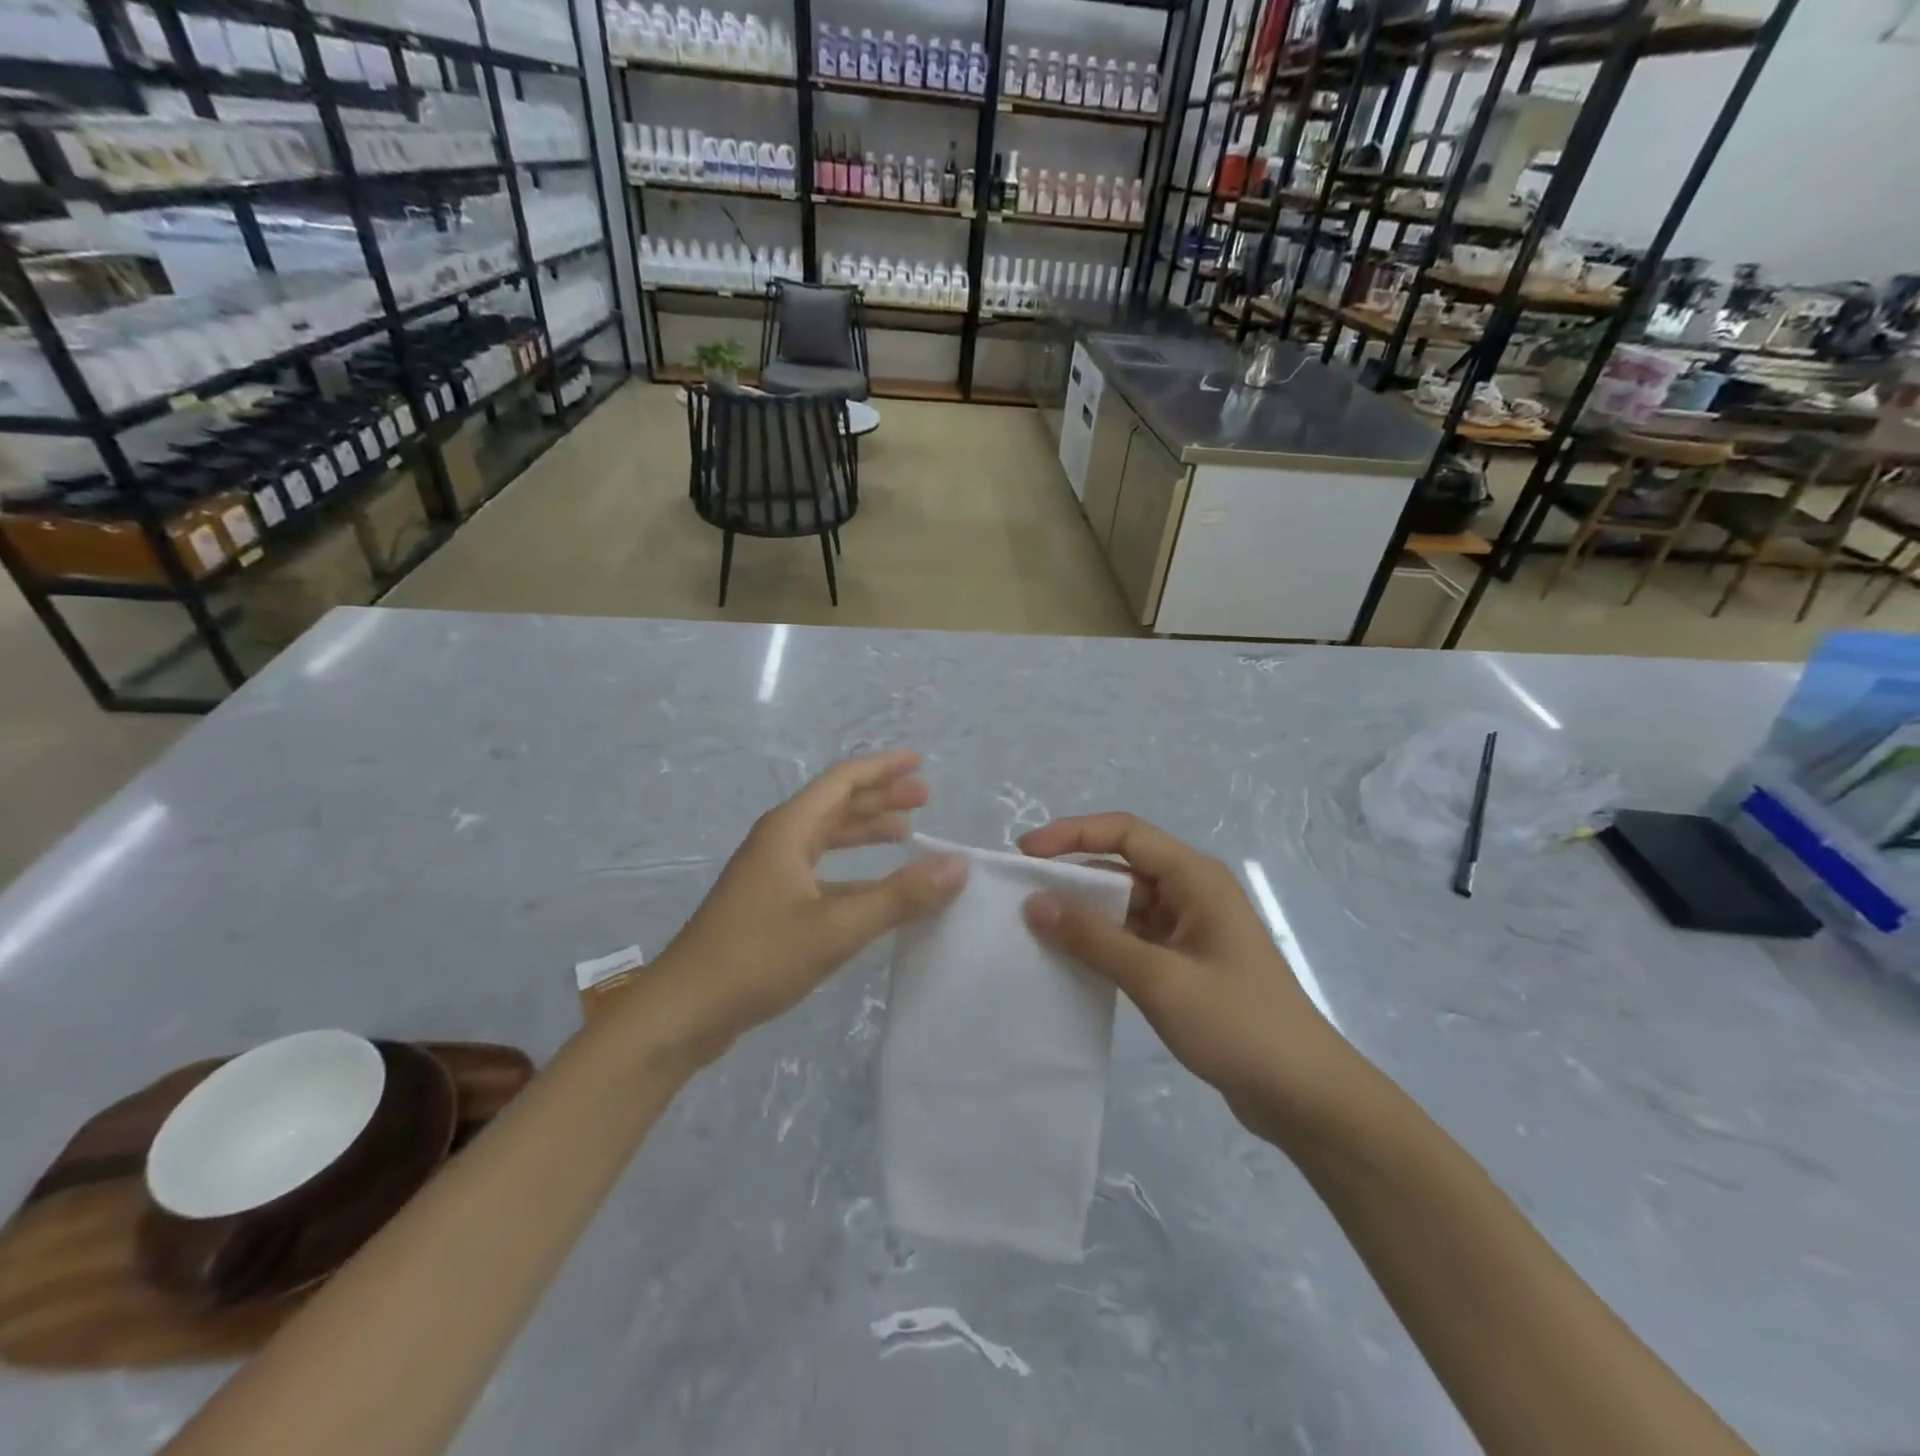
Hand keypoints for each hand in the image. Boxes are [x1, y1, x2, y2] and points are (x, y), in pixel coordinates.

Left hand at [644, 751, 965, 1065]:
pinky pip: (821, 872)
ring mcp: (771, 874)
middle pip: (836, 805)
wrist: (684, 1011)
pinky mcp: (769, 905)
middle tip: (924, 798)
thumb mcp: (836, 927)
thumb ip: (899, 897)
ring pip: (827, 839)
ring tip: (907, 833)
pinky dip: (853, 872)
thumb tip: (957, 864)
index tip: (919, 762)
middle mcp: (779, 842)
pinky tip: (875, 890)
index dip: (882, 768)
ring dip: (866, 832)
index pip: (842, 781)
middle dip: (880, 798)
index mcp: (789, 830)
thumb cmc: (757, 958)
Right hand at [1019, 814, 1352, 1142]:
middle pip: (1122, 866)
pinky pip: (1134, 936)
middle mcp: (1192, 892)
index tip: (1024, 853)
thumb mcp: (1158, 978)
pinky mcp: (1186, 961)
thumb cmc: (1237, 1025)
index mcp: (1195, 878)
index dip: (1071, 833)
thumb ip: (1094, 938)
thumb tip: (1034, 903)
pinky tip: (1071, 961)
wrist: (1305, 1095)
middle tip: (1020, 897)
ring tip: (1035, 930)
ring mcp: (1190, 928)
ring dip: (1085, 913)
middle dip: (1071, 876)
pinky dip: (1102, 942)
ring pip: (1126, 904)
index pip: (1125, 832)